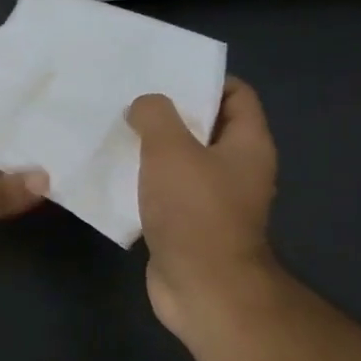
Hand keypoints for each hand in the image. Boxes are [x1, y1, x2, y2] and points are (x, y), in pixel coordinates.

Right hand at [127, 77, 278, 327]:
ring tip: (113, 129)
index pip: (237, 94)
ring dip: (151, 145)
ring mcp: (213, 199)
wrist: (203, 287)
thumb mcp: (171, 149)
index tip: (163, 73)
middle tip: (128, 97)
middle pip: (205, 126)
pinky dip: (143, 178)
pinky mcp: (188, 223)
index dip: (205, 79)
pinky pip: (164, 189)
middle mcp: (236, 168)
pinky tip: (112, 171)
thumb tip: (145, 105)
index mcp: (247, 145)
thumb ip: (156, 115)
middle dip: (169, 111)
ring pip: (181, 159)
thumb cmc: (195, 211)